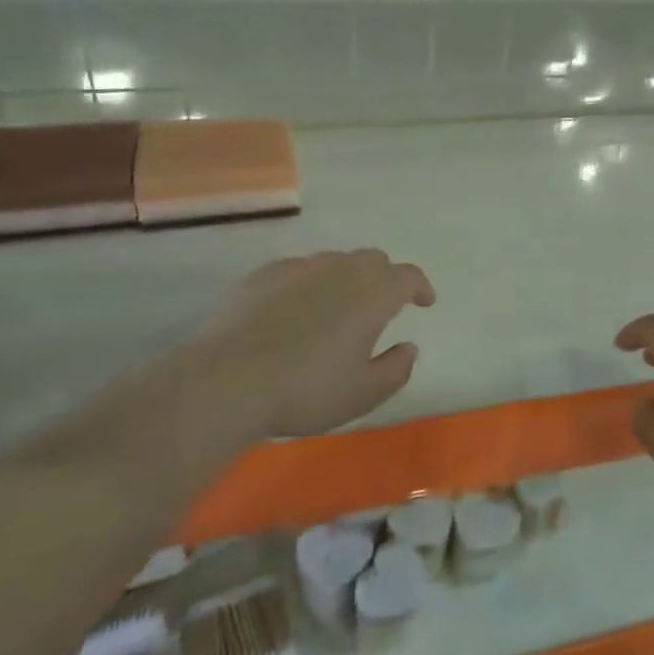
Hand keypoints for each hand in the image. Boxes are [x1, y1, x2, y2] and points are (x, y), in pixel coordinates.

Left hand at [175, 249, 435, 440]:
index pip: (408, 276)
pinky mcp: (263, 275)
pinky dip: (308, 285)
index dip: (420, 287)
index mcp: (374, 293)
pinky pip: (298, 272)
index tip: (424, 302)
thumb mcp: (363, 393)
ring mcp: (300, 267)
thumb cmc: (308, 389)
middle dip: (384, 279)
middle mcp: (341, 269)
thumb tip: (409, 347)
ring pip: (334, 262)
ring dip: (346, 280)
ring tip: (337, 309)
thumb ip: (396, 368)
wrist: (229, 380)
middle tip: (382, 305)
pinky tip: (294, 311)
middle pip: (373, 260)